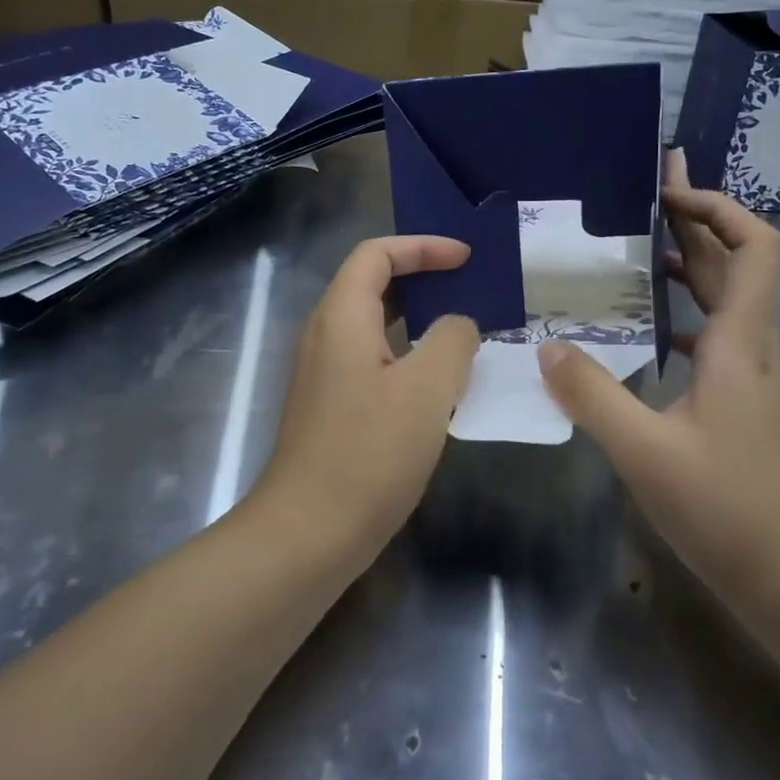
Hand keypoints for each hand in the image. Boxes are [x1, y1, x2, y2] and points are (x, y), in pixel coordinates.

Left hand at [255, 237, 479, 560]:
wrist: (308, 533)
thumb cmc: (369, 453)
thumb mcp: (427, 390)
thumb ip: (452, 341)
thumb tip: (459, 326)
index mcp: (341, 317)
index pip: (376, 254)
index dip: (422, 246)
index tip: (466, 259)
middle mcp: (325, 336)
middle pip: (372, 284)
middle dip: (423, 276)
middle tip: (471, 286)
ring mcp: (325, 373)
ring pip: (375, 325)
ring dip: (418, 317)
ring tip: (465, 328)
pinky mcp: (332, 406)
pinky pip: (374, 358)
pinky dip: (409, 352)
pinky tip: (442, 381)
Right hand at [537, 154, 779, 601]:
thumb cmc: (726, 508)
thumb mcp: (645, 451)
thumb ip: (592, 395)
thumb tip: (548, 344)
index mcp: (740, 342)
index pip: (754, 247)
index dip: (720, 208)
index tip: (670, 193)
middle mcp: (753, 347)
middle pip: (735, 263)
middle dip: (695, 221)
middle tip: (645, 192)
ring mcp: (751, 375)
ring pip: (725, 299)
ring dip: (690, 265)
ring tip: (636, 248)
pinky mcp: (742, 401)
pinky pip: (714, 335)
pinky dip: (683, 313)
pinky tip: (645, 329)